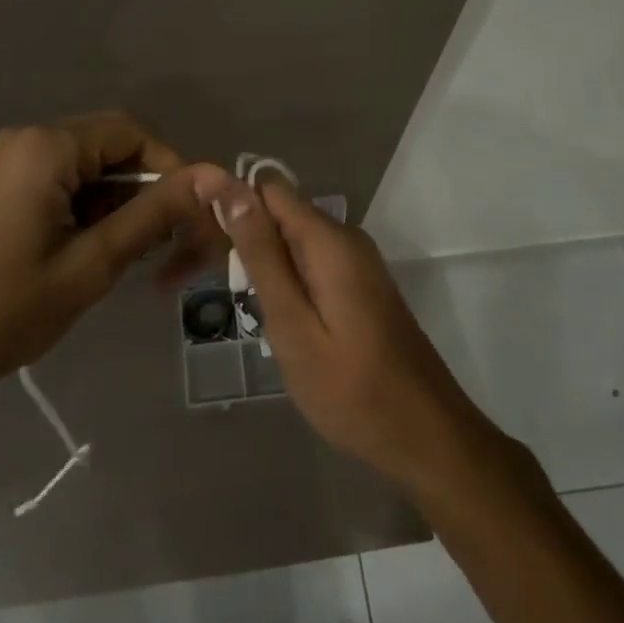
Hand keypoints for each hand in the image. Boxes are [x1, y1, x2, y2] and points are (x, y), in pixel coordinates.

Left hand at [0, 112, 218, 401]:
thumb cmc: (2, 312)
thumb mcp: (89, 266)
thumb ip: (152, 216)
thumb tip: (213, 178)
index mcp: (46, 147)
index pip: (133, 134)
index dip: (172, 170)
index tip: (193, 219)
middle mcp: (24, 140)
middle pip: (109, 147)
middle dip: (145, 191)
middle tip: (166, 246)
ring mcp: (4, 164)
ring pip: (85, 169)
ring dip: (116, 205)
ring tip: (125, 260)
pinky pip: (58, 183)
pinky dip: (86, 211)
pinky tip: (89, 254)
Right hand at [191, 169, 499, 495]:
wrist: (426, 436)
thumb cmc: (352, 390)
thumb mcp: (292, 325)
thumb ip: (262, 256)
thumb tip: (230, 186)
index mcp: (328, 239)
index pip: (267, 188)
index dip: (230, 202)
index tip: (197, 235)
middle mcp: (345, 237)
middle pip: (280, 210)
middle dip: (241, 233)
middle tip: (205, 280)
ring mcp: (356, 261)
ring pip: (293, 237)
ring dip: (261, 259)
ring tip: (232, 299)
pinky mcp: (359, 284)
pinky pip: (311, 260)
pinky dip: (285, 276)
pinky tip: (270, 313)